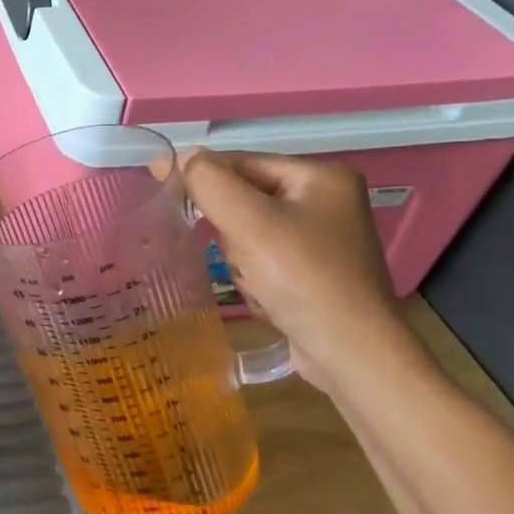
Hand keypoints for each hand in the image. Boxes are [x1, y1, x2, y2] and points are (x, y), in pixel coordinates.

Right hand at [182, 150, 420, 395]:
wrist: (353, 356)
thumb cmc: (302, 278)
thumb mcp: (247, 221)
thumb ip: (208, 181)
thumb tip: (181, 157)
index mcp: (321, 175)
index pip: (241, 162)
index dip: (202, 176)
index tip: (161, 185)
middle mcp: (327, 200)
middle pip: (244, 199)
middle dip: (232, 232)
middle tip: (243, 258)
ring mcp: (323, 239)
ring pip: (248, 232)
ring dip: (241, 259)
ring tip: (259, 284)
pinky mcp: (316, 272)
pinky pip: (264, 259)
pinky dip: (256, 278)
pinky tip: (269, 298)